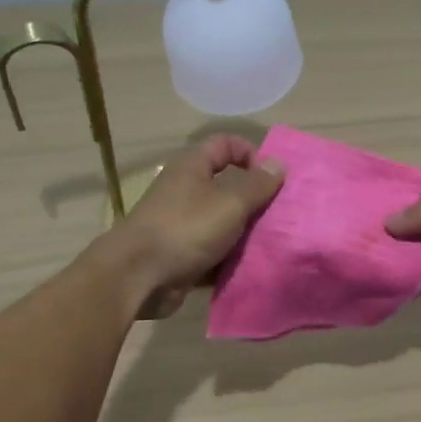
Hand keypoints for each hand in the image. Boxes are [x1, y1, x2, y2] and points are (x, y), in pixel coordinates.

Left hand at [106, 135, 284, 300]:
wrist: (138, 276)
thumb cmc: (186, 228)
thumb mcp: (230, 202)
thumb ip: (257, 184)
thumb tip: (277, 164)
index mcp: (192, 167)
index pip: (226, 144)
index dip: (251, 153)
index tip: (274, 178)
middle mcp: (186, 191)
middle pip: (228, 186)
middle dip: (255, 200)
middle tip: (282, 215)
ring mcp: (183, 225)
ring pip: (224, 223)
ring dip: (247, 233)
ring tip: (275, 243)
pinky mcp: (183, 255)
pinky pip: (215, 252)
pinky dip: (231, 259)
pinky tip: (254, 267)